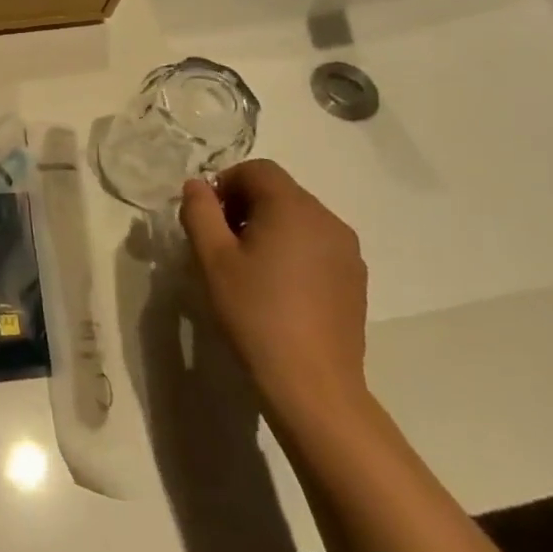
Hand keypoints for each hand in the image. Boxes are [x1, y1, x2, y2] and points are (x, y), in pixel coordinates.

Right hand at [178, 160, 370, 429]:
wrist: (311, 382)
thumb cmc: (254, 312)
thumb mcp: (211, 258)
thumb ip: (199, 211)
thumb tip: (197, 185)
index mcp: (294, 208)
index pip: (257, 170)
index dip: (225, 183)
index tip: (207, 217)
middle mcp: (328, 220)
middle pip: (280, 191)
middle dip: (244, 205)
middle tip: (219, 242)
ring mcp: (348, 251)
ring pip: (299, 219)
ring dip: (267, 227)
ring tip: (245, 267)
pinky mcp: (355, 280)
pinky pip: (316, 245)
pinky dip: (291, 250)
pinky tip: (274, 288)